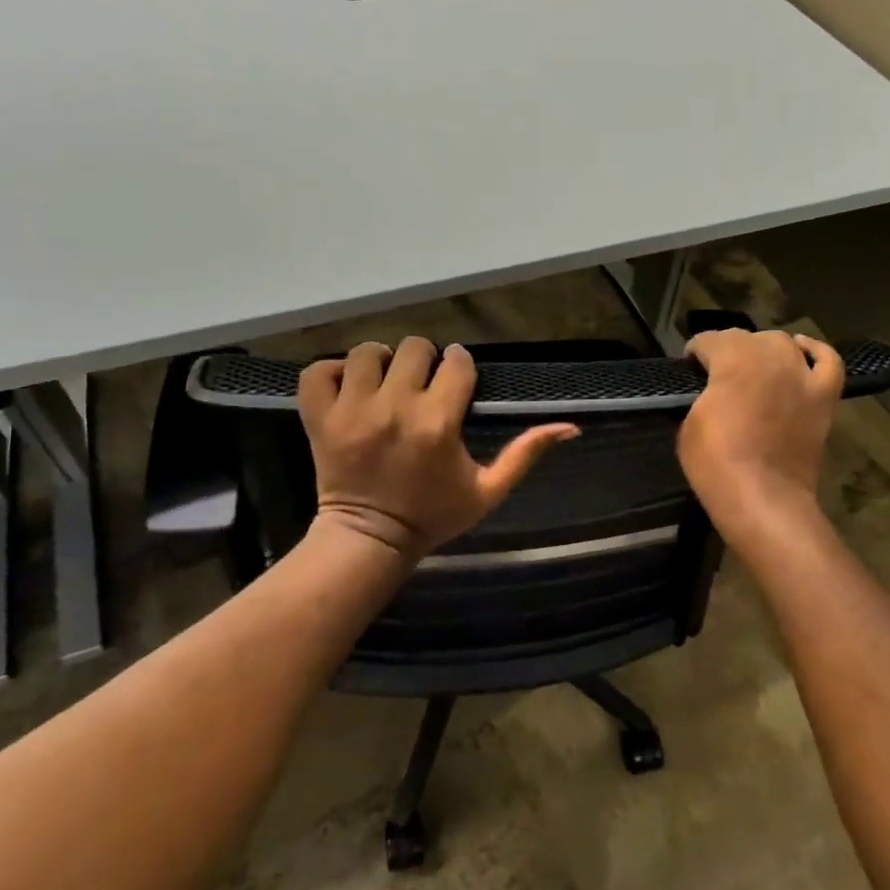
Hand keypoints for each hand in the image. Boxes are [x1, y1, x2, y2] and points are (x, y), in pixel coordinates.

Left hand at [297, 337, 579, 559]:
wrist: (370, 540)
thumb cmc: (433, 516)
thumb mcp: (488, 490)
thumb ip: (526, 454)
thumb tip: (571, 426)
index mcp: (438, 424)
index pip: (456, 363)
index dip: (460, 366)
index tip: (456, 379)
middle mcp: (394, 409)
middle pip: (413, 348)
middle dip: (423, 361)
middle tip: (421, 384)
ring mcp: (351, 411)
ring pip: (366, 352)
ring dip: (379, 362)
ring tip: (384, 383)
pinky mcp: (319, 418)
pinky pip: (318, 371)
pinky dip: (331, 372)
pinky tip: (348, 386)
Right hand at [677, 329, 843, 534]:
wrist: (763, 498)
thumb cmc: (716, 463)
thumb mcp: (689, 424)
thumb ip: (702, 395)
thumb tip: (711, 391)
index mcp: (732, 359)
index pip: (709, 340)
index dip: (695, 352)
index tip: (689, 368)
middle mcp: (770, 356)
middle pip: (746, 337)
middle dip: (728, 349)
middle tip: (717, 374)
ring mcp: (802, 375)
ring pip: (782, 343)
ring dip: (765, 350)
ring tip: (755, 367)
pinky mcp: (823, 396)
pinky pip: (828, 361)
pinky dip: (815, 352)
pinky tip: (802, 352)